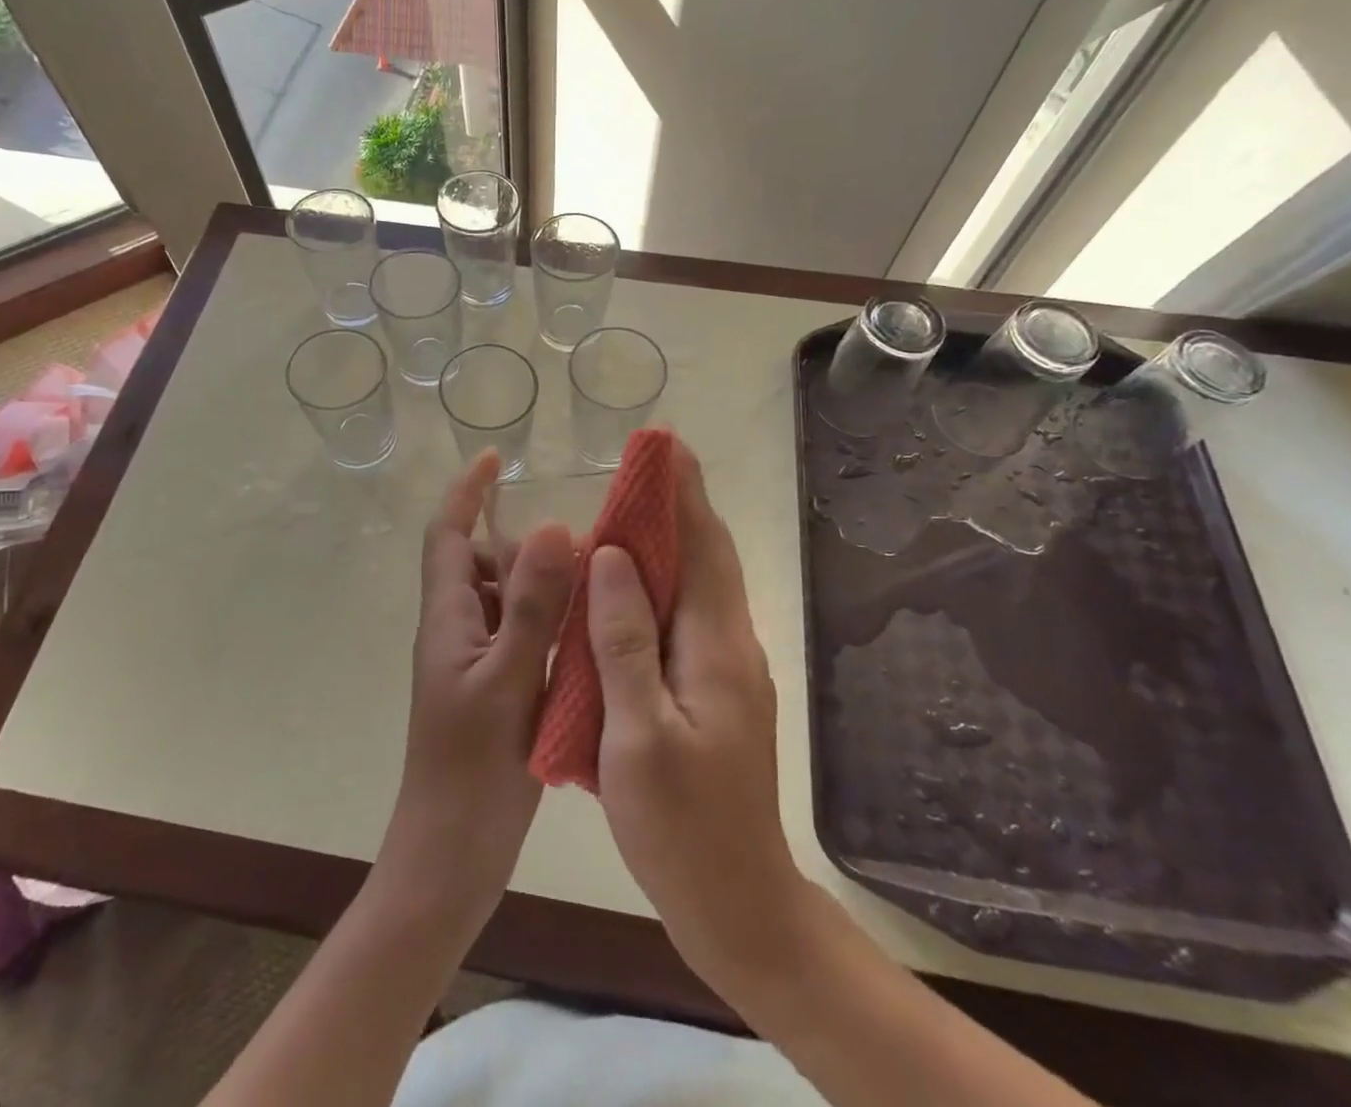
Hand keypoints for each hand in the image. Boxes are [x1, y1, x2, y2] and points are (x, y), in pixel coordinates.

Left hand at [379, 450, 576, 927]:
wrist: (450, 857)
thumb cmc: (471, 770)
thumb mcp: (507, 679)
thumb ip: (530, 605)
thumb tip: (553, 527)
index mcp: (448, 618)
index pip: (448, 534)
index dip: (467, 491)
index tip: (496, 457)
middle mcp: (457, 630)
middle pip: (481, 561)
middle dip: (520, 539)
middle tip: (578, 536)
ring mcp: (474, 662)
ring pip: (504, 598)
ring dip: (539, 580)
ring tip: (592, 577)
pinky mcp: (494, 690)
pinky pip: (519, 633)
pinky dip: (548, 619)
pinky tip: (587, 630)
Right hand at [586, 443, 813, 995]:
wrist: (738, 905)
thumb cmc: (682, 826)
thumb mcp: (638, 734)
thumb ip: (624, 640)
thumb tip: (612, 555)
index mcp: (716, 646)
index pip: (701, 547)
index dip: (682, 492)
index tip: (664, 444)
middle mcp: (730, 645)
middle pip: (706, 556)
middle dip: (680, 503)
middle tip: (644, 463)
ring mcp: (727, 670)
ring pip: (698, 585)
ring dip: (671, 539)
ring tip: (632, 508)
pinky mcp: (715, 692)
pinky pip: (686, 617)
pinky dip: (661, 583)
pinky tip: (629, 588)